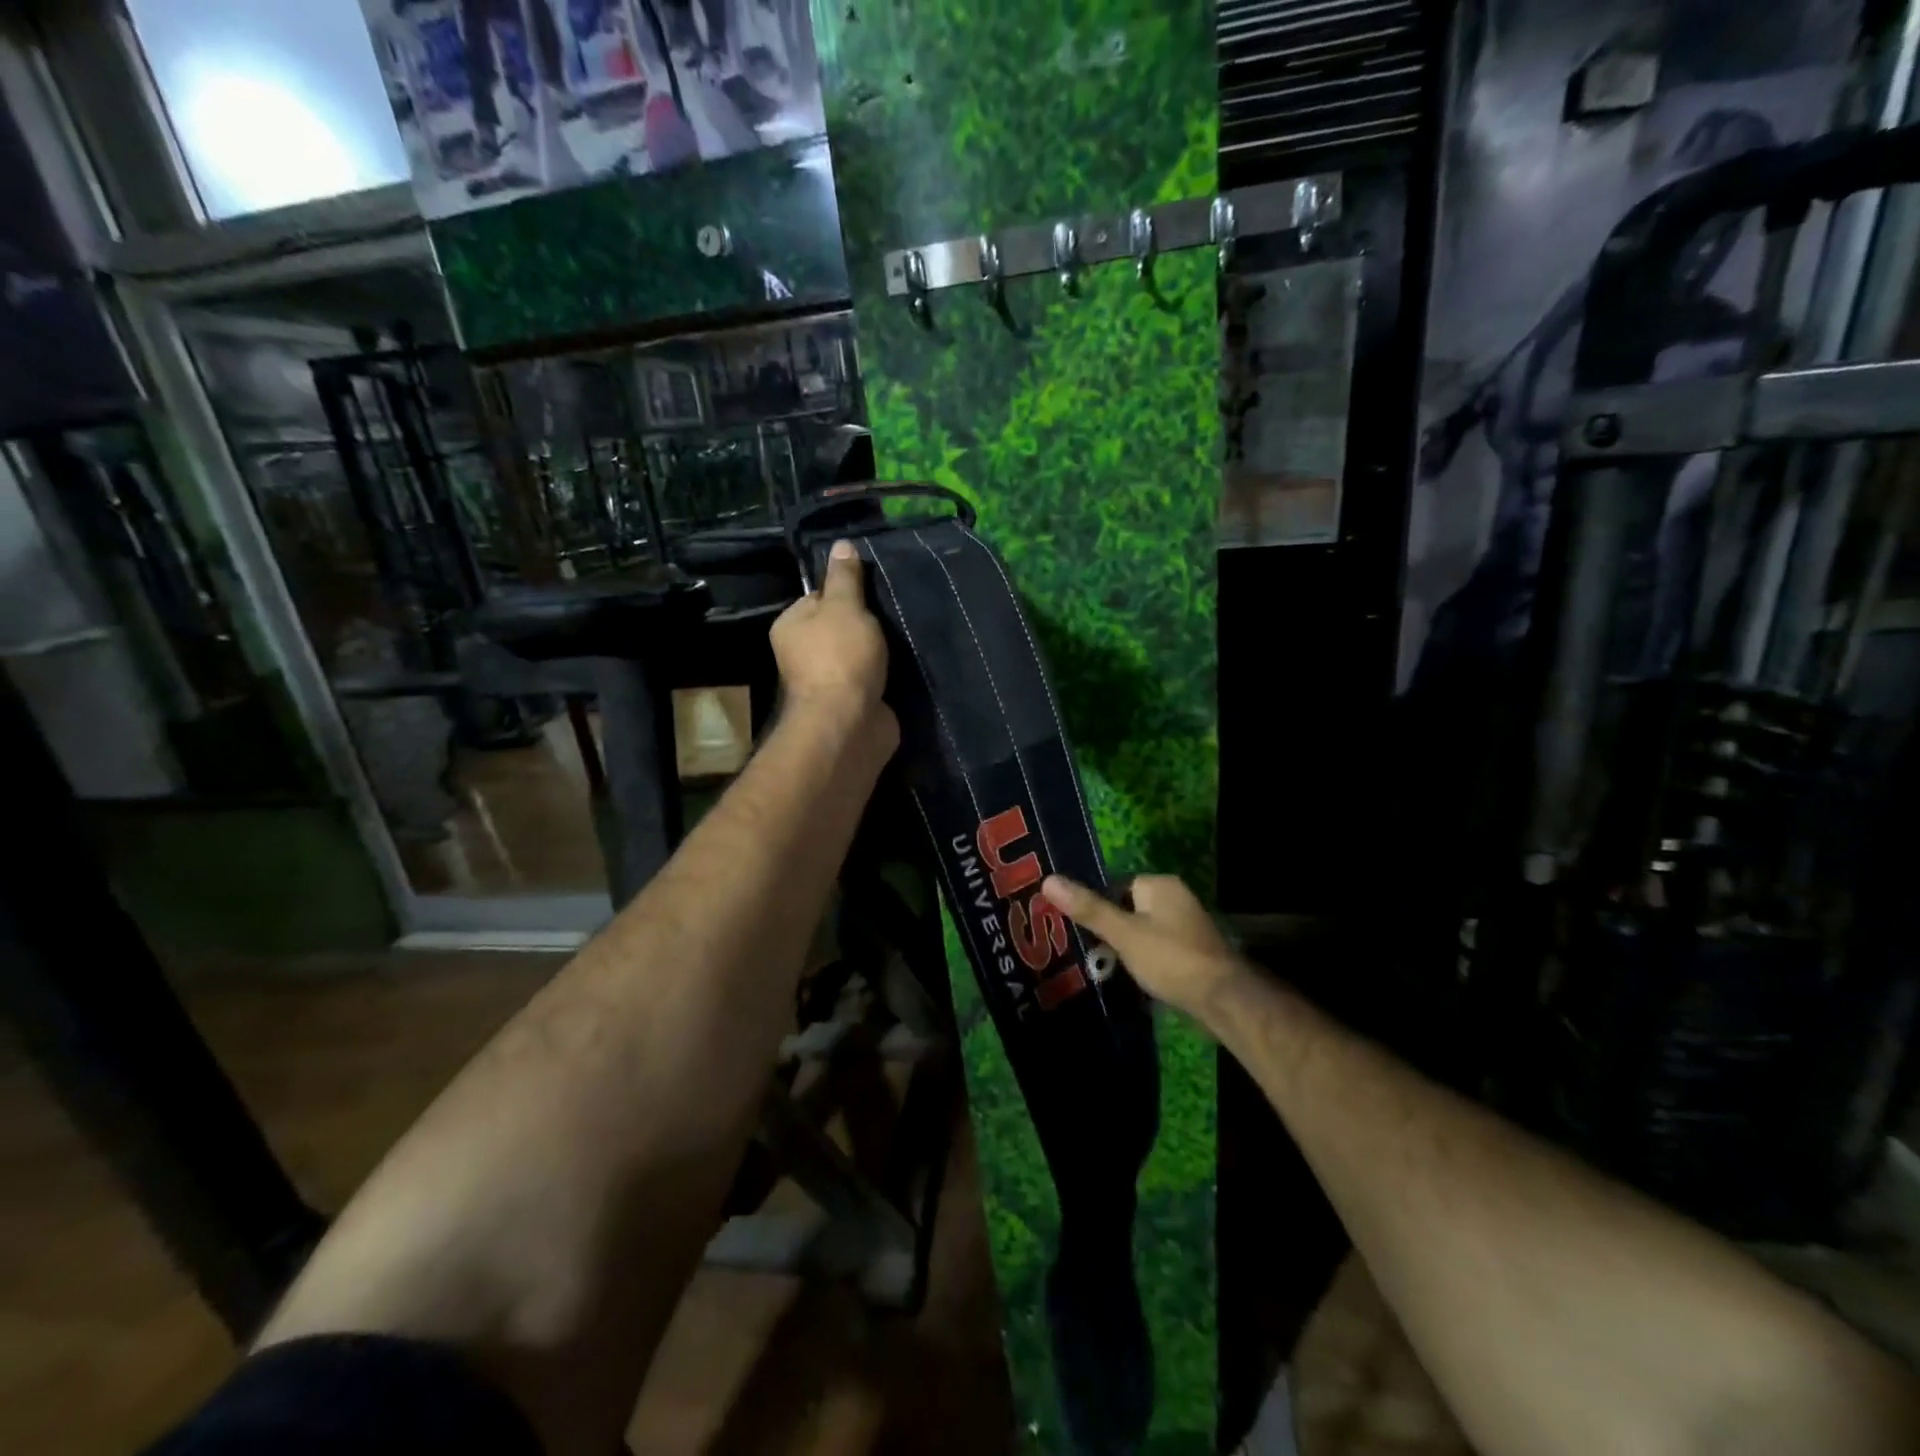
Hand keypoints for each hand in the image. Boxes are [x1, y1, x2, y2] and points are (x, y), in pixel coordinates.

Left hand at [771, 540, 896, 749]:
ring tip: (908, 637)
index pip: (818, 597)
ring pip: (861, 655)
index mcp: (791, 626)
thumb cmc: (840, 657)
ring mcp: (830, 682)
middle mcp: (804, 654)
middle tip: (896, 612)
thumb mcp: (844, 606)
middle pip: (842, 627)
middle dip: (868, 624)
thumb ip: (845, 578)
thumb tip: (841, 544)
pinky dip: (891, 676)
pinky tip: (910, 665)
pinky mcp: (855, 704)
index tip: (874, 591)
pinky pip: (875, 680)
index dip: (846, 592)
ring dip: (883, 651)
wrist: (849, 724)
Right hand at [1042, 873, 1245, 1023]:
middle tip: (1089, 951)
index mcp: (1160, 885)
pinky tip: (1134, 978)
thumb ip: (1088, 908)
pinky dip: (1145, 961)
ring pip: (1144, 931)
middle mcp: (1177, 898)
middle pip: (1130, 908)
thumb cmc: (1170, 958)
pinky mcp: (1194, 952)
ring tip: (1106, 967)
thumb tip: (1048, 880)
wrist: (1222, 999)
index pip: (1117, 886)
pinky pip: (1158, 949)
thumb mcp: (1123, 933)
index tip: (1081, 930)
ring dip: (1128, 948)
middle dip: (1111, 930)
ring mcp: (1188, 926)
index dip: (1099, 907)